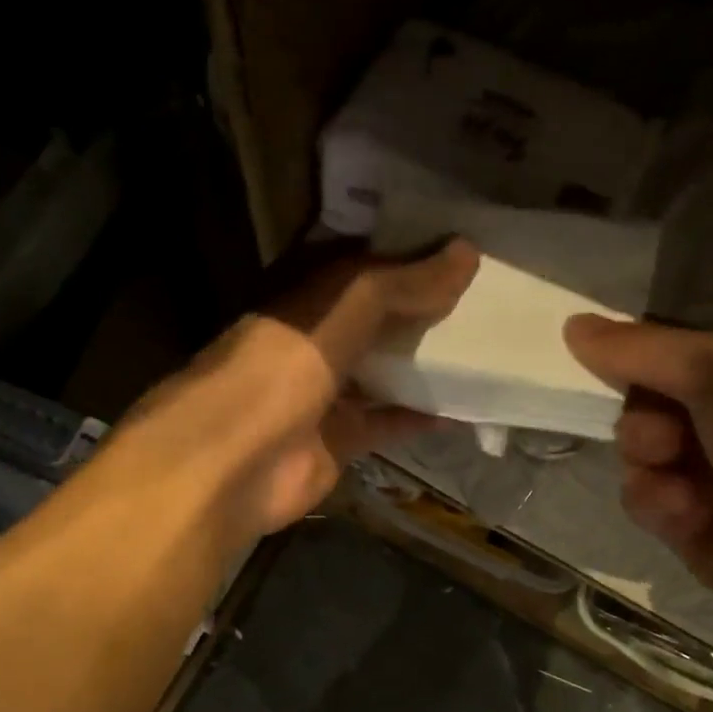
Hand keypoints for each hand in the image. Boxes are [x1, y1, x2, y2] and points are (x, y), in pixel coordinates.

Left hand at [121, 240, 479, 541]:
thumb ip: (400, 285)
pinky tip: (463, 408)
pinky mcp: (336, 440)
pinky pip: (385, 422)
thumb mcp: (341, 311)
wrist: (231, 466)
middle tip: (481, 295)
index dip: (403, 253)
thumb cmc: (280, 370)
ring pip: (381, 371)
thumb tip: (466, 253)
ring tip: (480, 346)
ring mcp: (322, 394)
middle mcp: (311, 342)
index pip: (359, 265)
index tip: (456, 245)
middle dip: (420, 308)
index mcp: (302, 299)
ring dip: (423, 362)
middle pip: (374, 319)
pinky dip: (419, 416)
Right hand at [563, 315, 712, 652]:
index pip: (678, 354)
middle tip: (663, 435)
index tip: (605, 359)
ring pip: (641, 451)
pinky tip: (682, 514)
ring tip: (673, 479)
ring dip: (646, 460)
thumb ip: (648, 350)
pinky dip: (656, 501)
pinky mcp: (692, 528)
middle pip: (650, 402)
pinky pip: (646, 498)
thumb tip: (572, 326)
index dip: (641, 357)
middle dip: (644, 416)